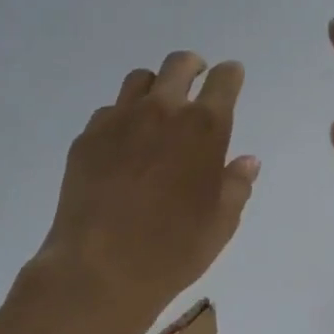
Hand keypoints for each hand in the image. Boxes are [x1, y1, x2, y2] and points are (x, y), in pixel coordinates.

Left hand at [30, 51, 258, 333]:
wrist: (100, 269)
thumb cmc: (173, 250)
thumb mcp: (221, 223)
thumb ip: (236, 184)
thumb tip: (246, 161)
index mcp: (203, 127)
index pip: (223, 80)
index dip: (229, 75)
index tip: (230, 77)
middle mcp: (162, 111)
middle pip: (178, 64)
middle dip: (192, 66)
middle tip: (196, 78)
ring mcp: (119, 120)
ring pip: (139, 80)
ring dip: (155, 87)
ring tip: (156, 110)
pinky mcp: (86, 137)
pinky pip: (108, 112)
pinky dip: (121, 118)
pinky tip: (122, 146)